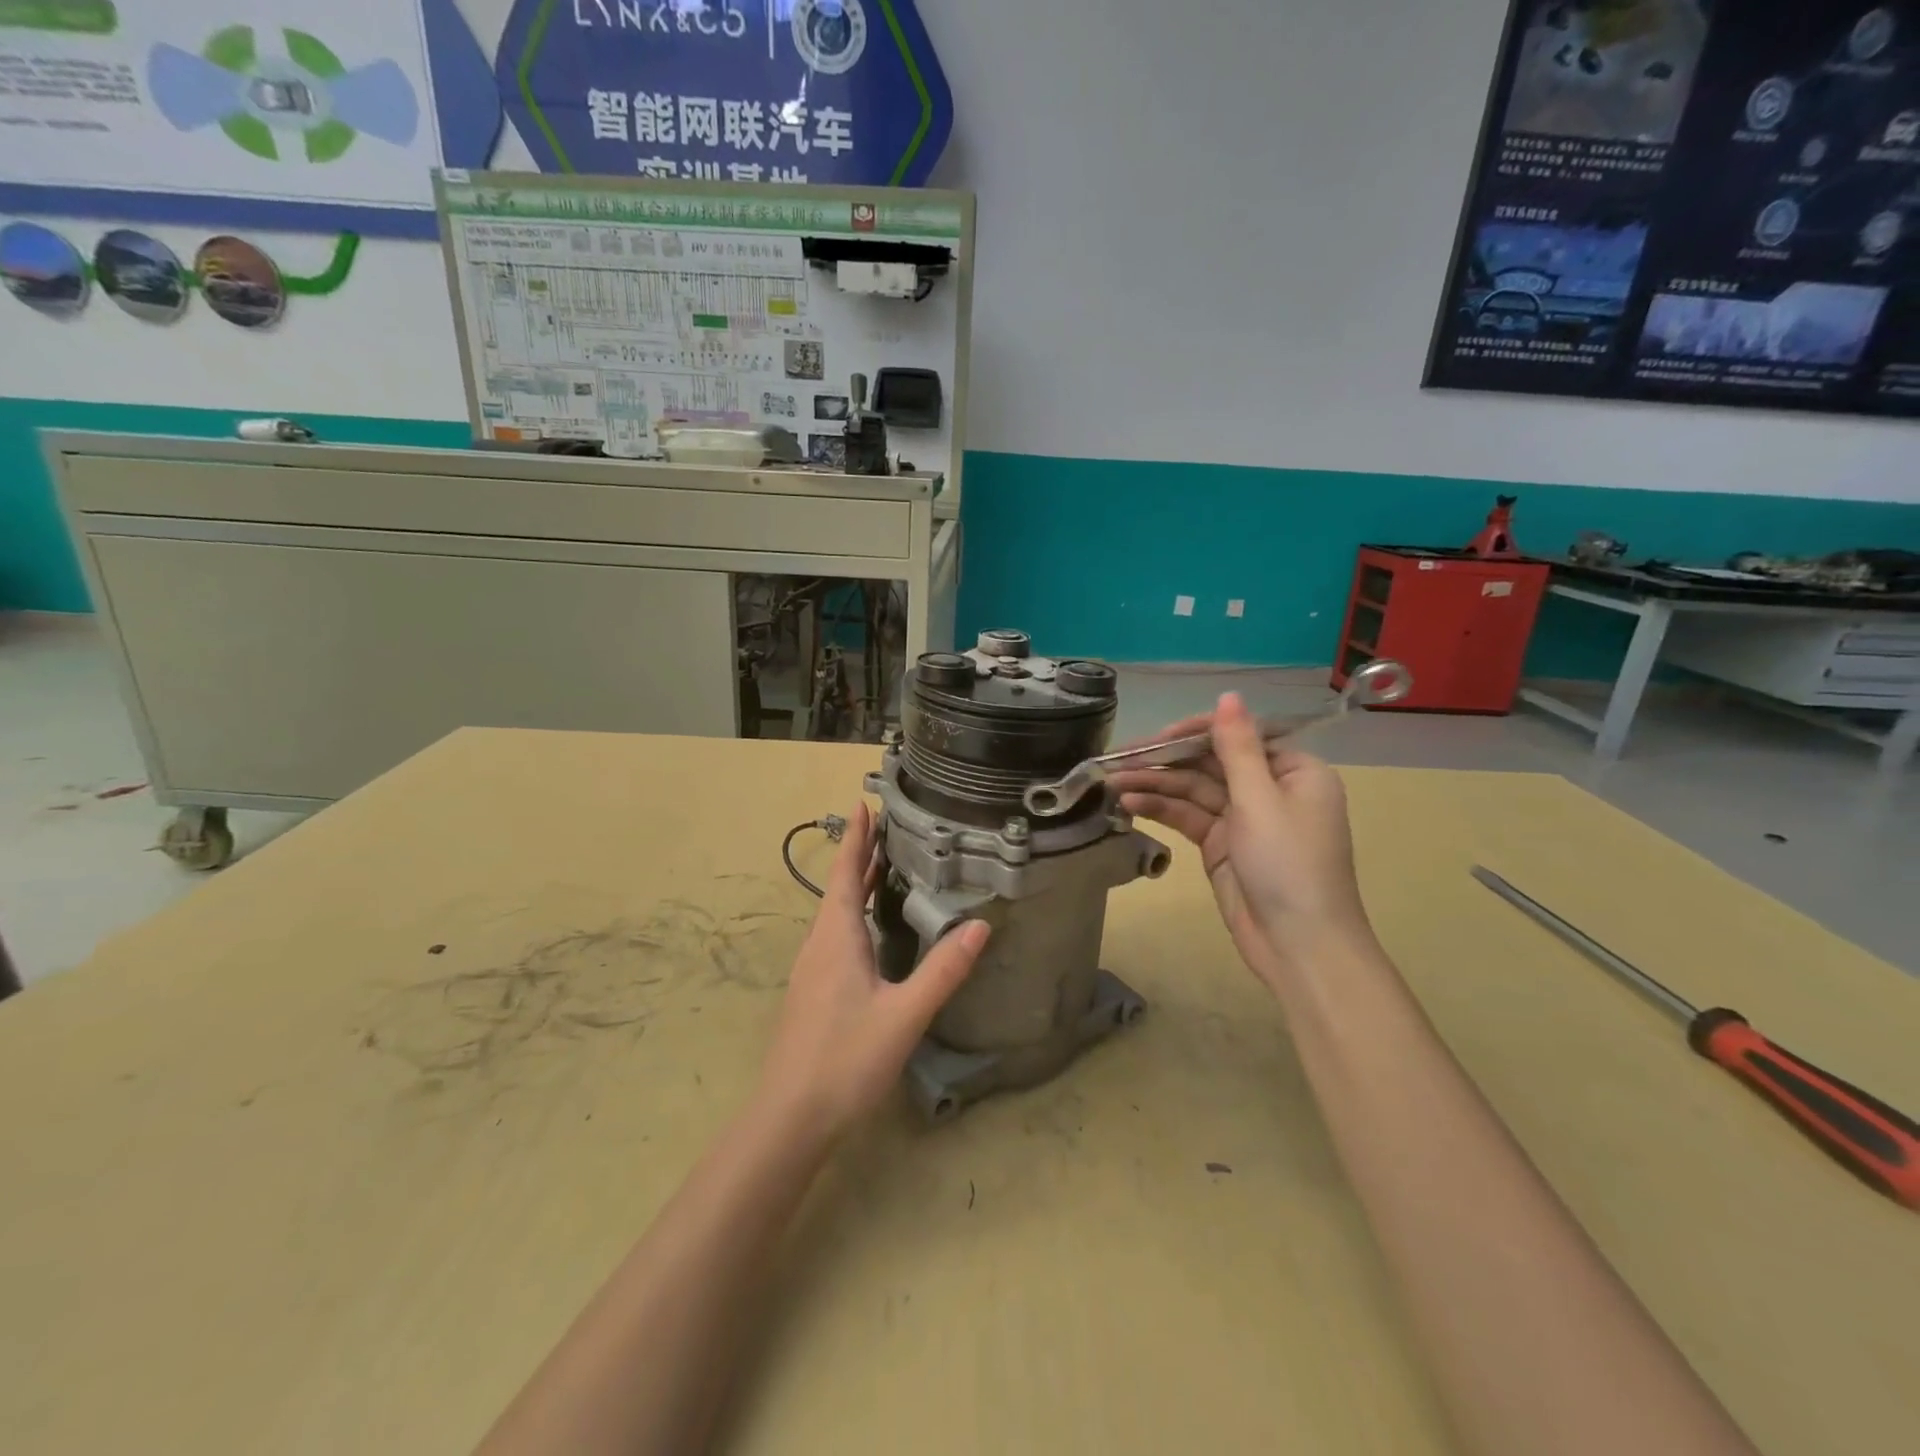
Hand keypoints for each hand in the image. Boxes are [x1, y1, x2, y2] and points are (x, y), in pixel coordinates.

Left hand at [756, 803, 990, 1139]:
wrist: (789, 1118)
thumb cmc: (845, 1059)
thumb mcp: (904, 1015)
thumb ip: (942, 971)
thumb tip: (979, 926)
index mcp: (836, 937)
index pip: (845, 873)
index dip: (855, 838)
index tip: (862, 803)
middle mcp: (819, 945)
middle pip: (840, 888)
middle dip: (860, 855)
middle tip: (886, 826)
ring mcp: (812, 969)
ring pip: (836, 913)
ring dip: (856, 884)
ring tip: (884, 866)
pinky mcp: (813, 992)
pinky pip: (836, 934)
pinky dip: (855, 913)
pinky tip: (872, 930)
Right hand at [1109, 692, 1374, 984]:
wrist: (1299, 946)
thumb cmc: (1289, 865)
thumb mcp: (1261, 800)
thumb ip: (1237, 748)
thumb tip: (1228, 695)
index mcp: (1293, 771)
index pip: (1239, 737)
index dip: (1196, 732)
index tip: (1156, 737)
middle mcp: (1269, 789)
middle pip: (1211, 763)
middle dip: (1167, 760)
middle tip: (1120, 759)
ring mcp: (1244, 819)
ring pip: (1194, 790)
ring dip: (1156, 785)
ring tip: (1113, 783)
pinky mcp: (1222, 846)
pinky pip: (1188, 817)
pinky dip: (1162, 810)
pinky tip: (1130, 805)